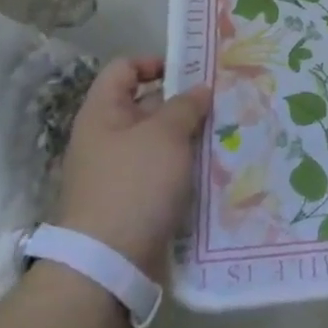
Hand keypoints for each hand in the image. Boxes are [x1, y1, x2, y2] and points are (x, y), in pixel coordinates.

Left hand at [54, 56, 211, 276]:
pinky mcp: (132, 202)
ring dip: (188, 138)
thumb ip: (186, 106)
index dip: (155, 62)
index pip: (124, 69)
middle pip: (146, 105)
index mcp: (103, 113)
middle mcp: (106, 138)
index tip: (191, 72)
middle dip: (183, 103)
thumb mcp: (166, 135)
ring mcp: (118, 172)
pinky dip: (184, 168)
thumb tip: (200, 89)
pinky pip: (162, 173)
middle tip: (222, 102)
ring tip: (225, 134)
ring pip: (159, 142)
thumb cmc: (134, 185)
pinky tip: (213, 169)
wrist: (107, 265)